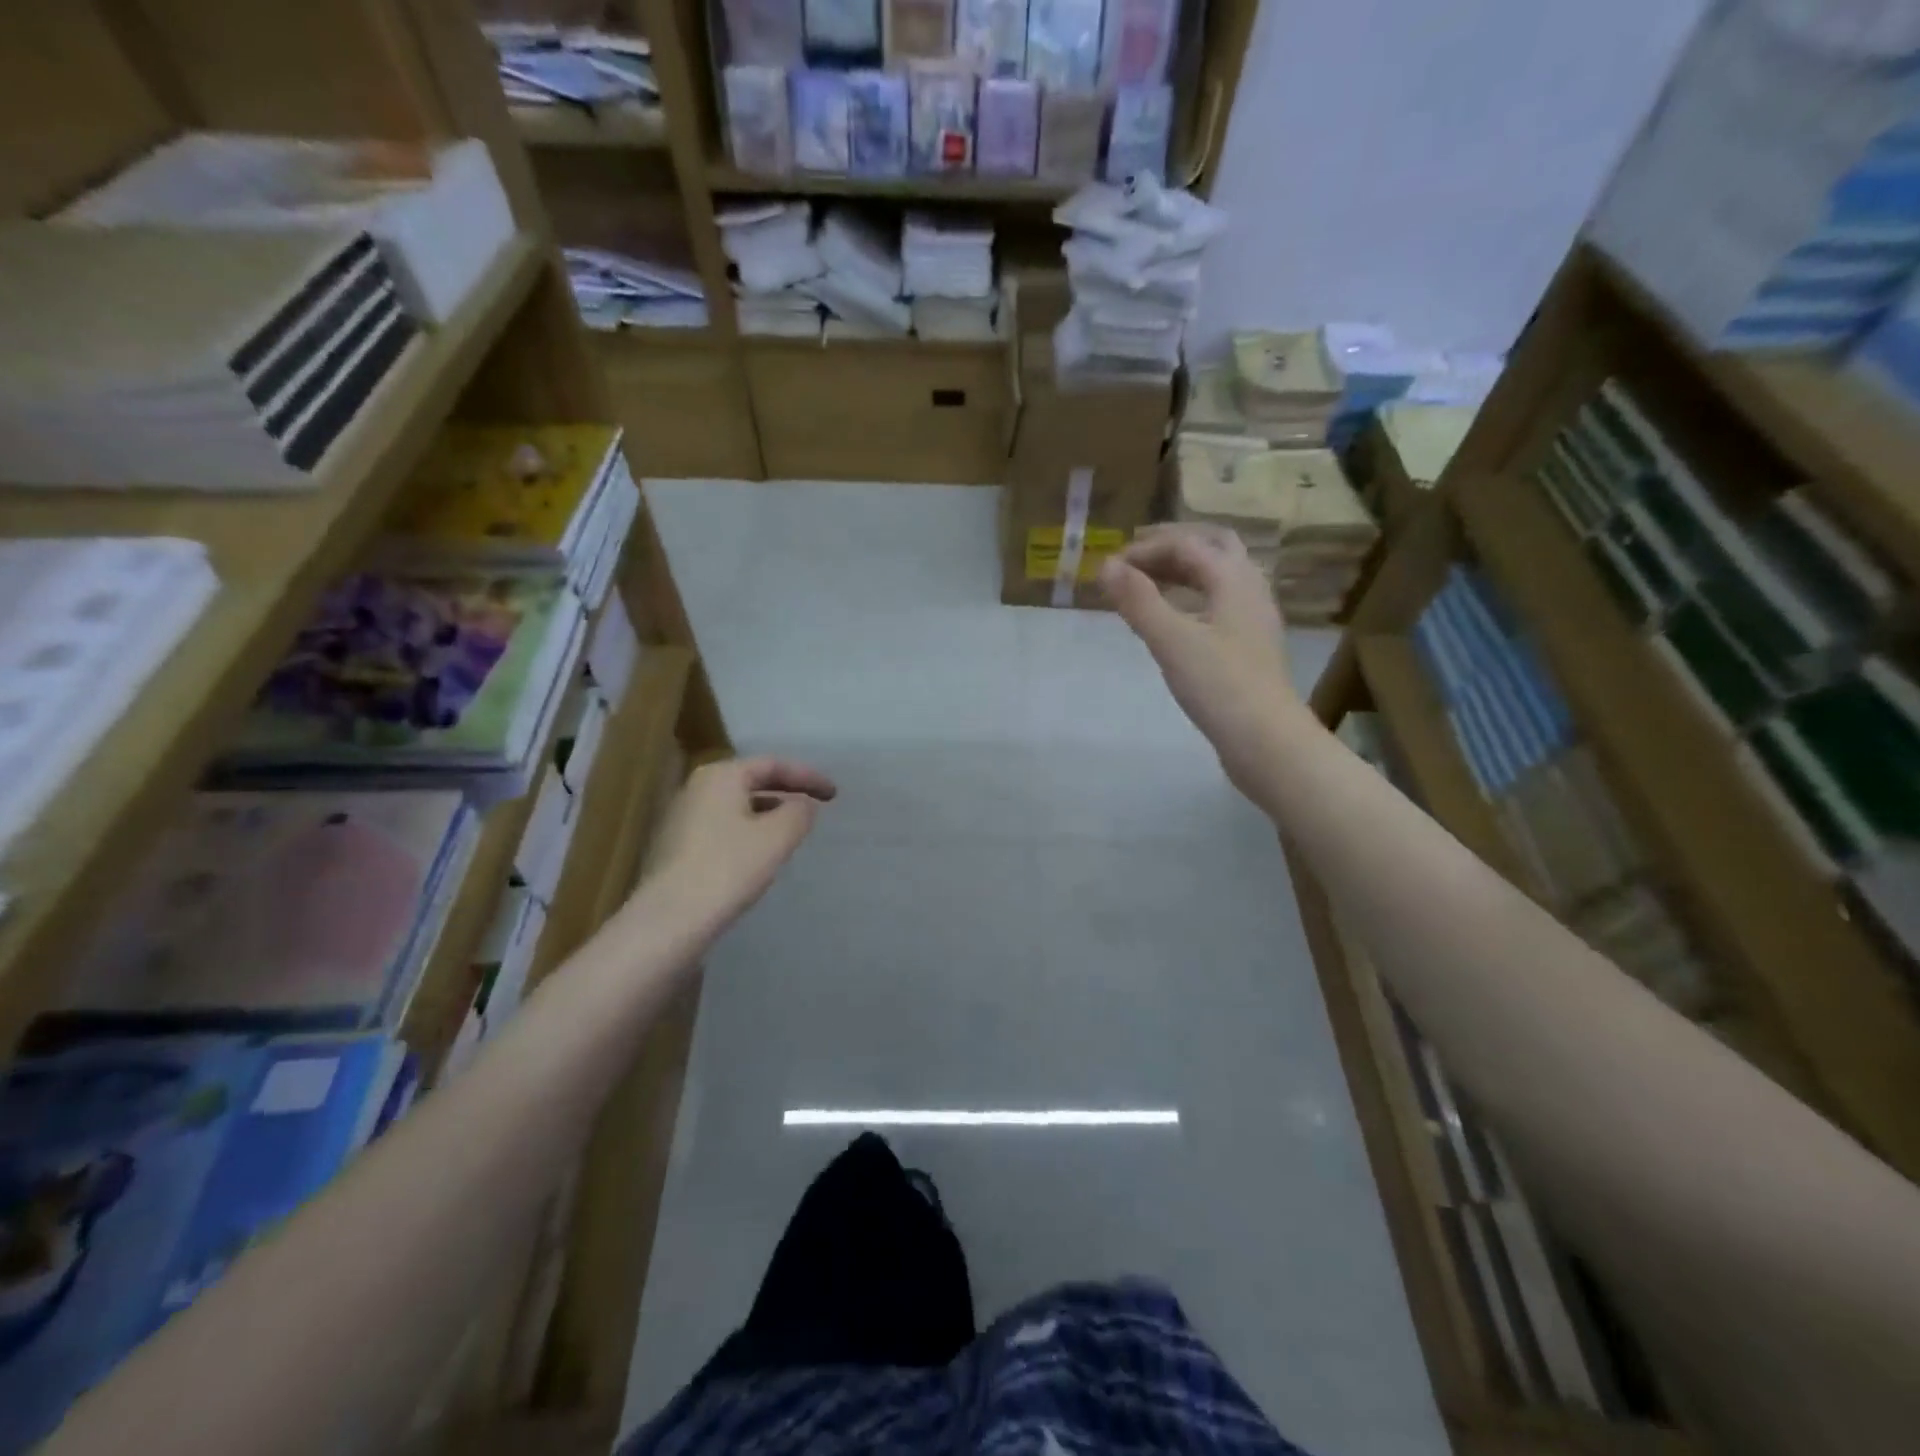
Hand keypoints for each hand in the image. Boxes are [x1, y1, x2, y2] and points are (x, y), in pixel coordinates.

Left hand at [645, 757, 835, 934]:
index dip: (807, 776)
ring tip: (794, 830)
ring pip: (737, 805)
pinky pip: (724, 826)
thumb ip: (799, 813)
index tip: (834, 794)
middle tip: (816, 807)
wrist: (671, 919)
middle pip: (752, 781)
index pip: (772, 764)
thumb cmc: (728, 868)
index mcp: (721, 776)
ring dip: (769, 813)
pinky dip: (749, 831)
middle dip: (787, 792)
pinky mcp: (678, 846)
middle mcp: (697, 788)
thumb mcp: (777, 837)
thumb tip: (803, 805)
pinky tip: (762, 853)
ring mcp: (683, 817)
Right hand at [1100, 524, 1304, 787]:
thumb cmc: (1219, 686)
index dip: (1145, 549)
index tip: (1110, 568)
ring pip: (1220, 576)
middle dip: (1173, 546)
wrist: (1266, 740)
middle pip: (1214, 547)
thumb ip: (1138, 601)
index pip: (1187, 544)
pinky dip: (1193, 596)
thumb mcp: (1171, 641)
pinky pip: (1221, 602)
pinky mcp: (1251, 645)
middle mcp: (1250, 589)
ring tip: (1148, 584)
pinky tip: (1175, 619)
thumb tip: (1105, 565)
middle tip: (1136, 556)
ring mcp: (1254, 618)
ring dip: (1184, 570)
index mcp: (1234, 579)